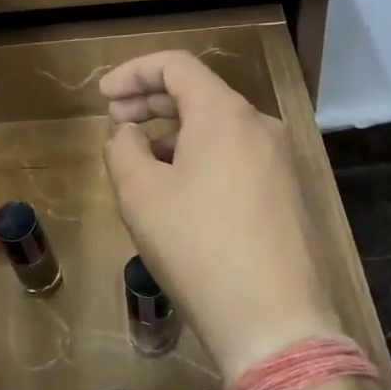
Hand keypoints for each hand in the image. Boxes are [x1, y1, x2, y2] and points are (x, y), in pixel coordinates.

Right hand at [101, 52, 343, 378]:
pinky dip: (201, 157)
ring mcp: (280, 161)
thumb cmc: (198, 246)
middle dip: (151, 102)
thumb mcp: (140, 194)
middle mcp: (259, 126)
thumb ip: (123, 147)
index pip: (176, 65)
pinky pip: (236, 156)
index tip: (103, 96)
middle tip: (115, 121)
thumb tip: (130, 134)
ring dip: (174, 133)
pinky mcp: (288, 194)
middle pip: (199, 93)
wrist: (275, 324)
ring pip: (217, 128)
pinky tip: (179, 191)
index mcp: (225, 113)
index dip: (133, 72)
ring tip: (141, 163)